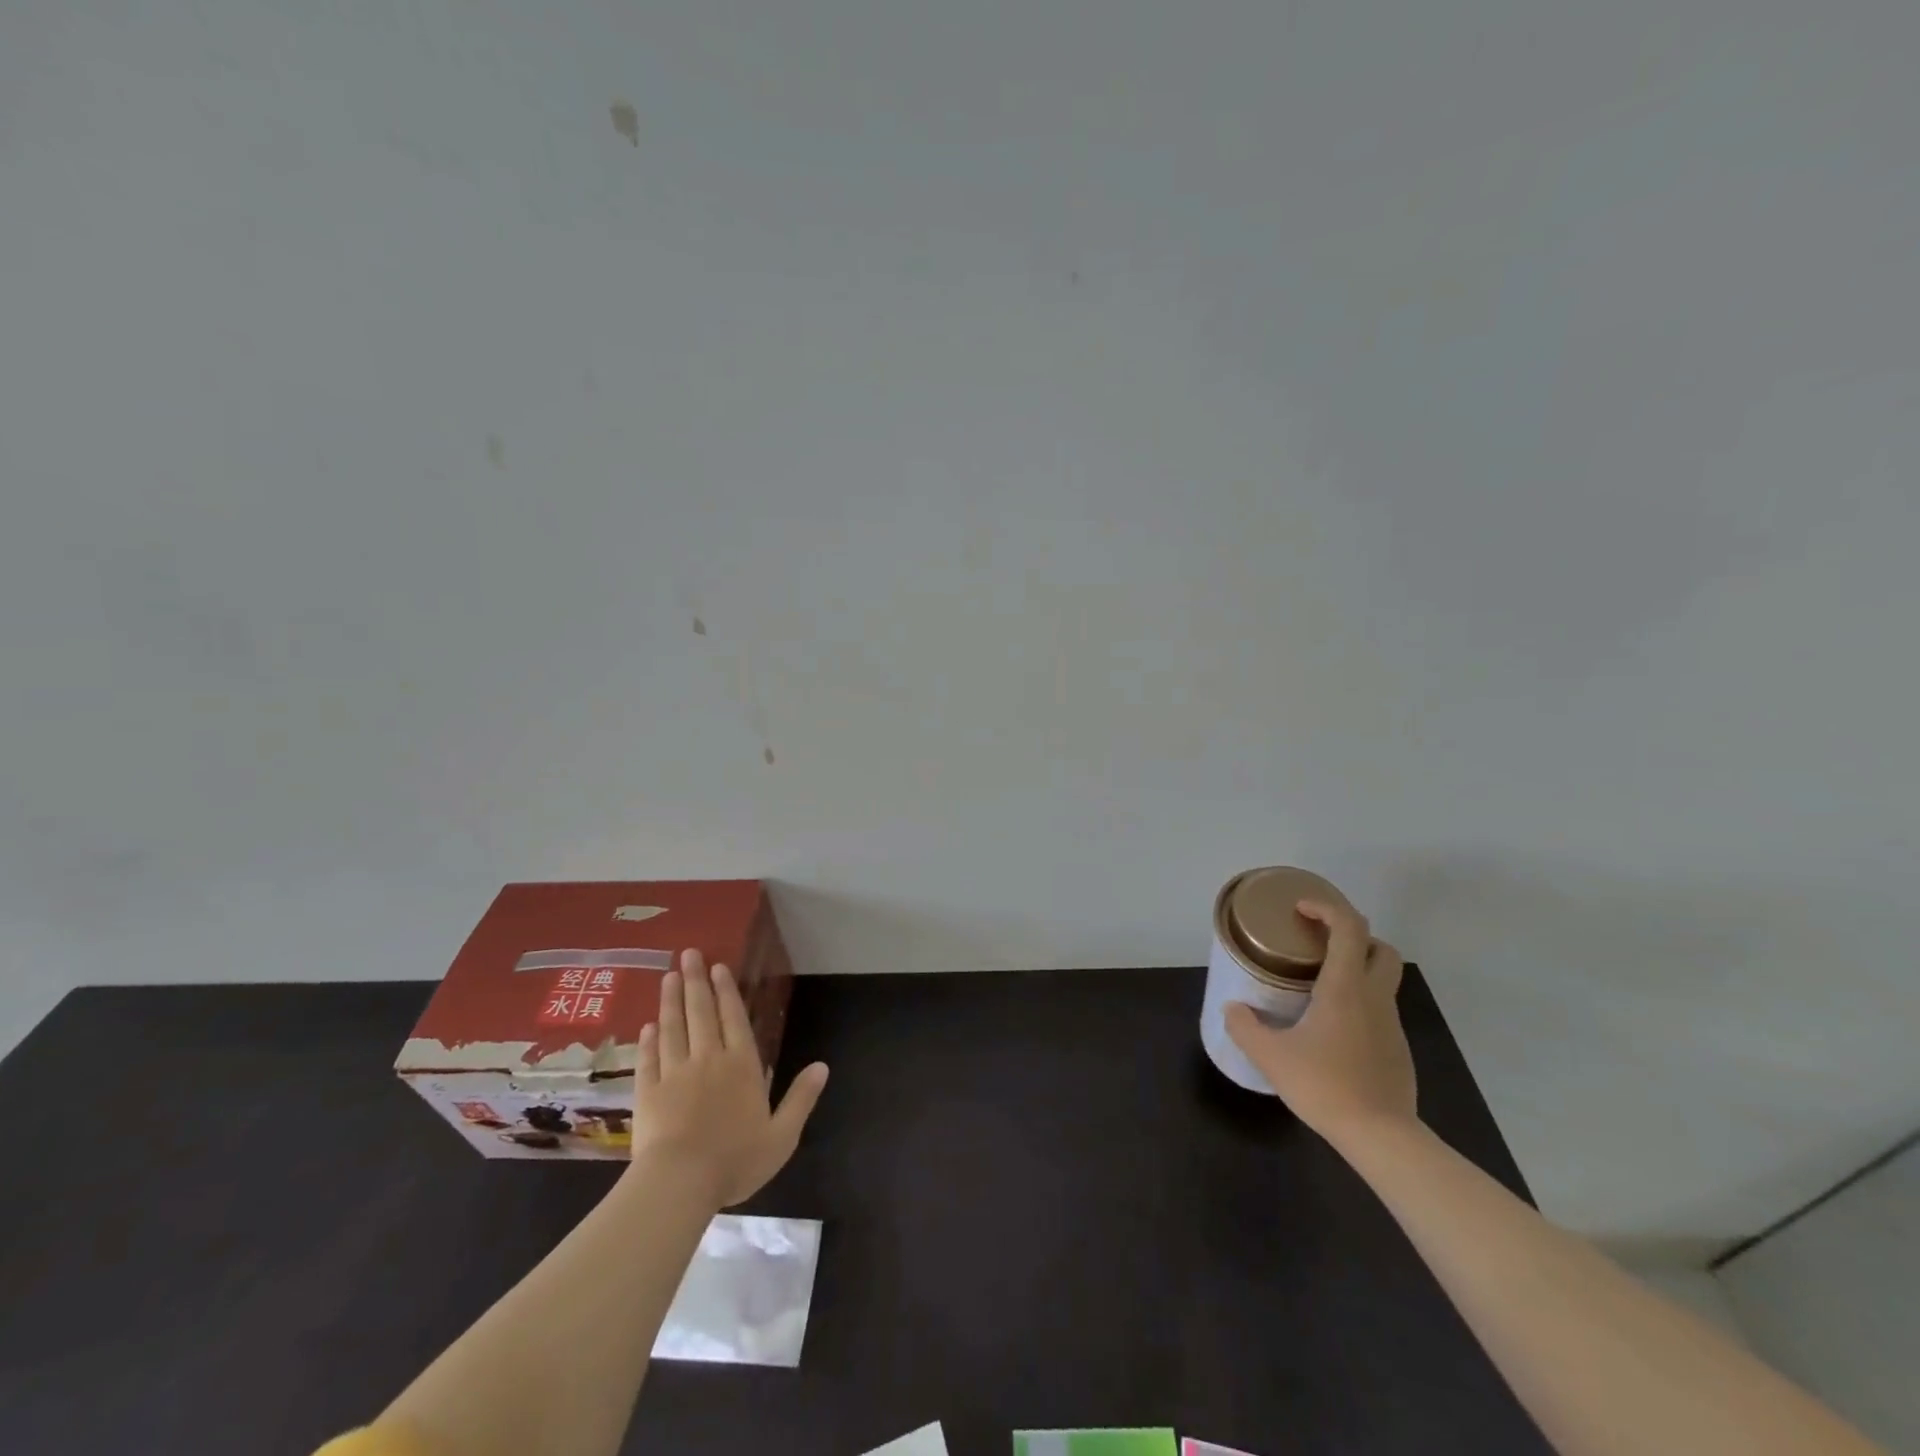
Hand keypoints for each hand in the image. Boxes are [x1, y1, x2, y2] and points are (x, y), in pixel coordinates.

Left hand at [630, 949, 828, 1207]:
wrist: (679, 1184)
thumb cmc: (735, 1160)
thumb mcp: (782, 1135)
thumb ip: (801, 1098)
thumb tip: (823, 1066)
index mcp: (741, 1066)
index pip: (733, 1018)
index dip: (726, 991)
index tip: (718, 966)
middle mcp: (708, 1059)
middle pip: (701, 1012)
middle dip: (695, 981)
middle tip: (688, 954)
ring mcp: (675, 1073)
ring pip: (673, 1028)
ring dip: (671, 1000)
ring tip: (668, 976)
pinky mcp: (648, 1092)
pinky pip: (648, 1058)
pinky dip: (648, 1040)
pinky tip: (647, 1026)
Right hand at [1225, 899, 1416, 1143]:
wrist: (1381, 1137)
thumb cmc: (1325, 1085)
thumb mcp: (1271, 1056)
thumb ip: (1245, 1027)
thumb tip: (1232, 1009)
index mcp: (1345, 987)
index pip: (1349, 927)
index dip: (1326, 908)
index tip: (1301, 910)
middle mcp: (1374, 997)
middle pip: (1380, 948)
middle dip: (1353, 937)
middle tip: (1319, 945)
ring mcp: (1391, 1024)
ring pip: (1382, 980)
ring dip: (1356, 970)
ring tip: (1318, 988)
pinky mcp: (1397, 1049)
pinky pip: (1379, 1011)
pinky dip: (1359, 1004)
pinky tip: (1332, 1030)